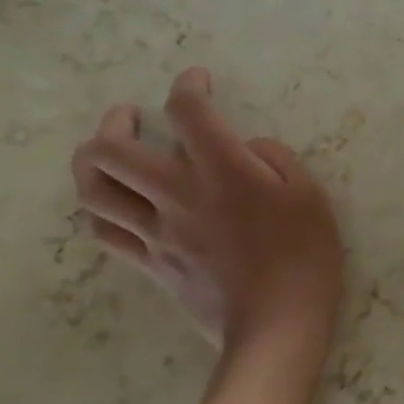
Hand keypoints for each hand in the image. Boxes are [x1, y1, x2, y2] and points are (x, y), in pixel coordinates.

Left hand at [71, 68, 344, 383]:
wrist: (278, 323)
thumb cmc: (306, 255)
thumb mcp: (311, 195)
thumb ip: (276, 158)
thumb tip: (247, 148)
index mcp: (224, 171)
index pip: (189, 112)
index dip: (188, 86)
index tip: (198, 80)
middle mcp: (179, 194)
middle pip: (112, 149)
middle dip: (116, 121)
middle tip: (132, 116)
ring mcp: (157, 231)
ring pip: (94, 190)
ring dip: (92, 162)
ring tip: (107, 151)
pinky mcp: (150, 262)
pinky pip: (105, 230)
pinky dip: (100, 207)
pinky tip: (115, 200)